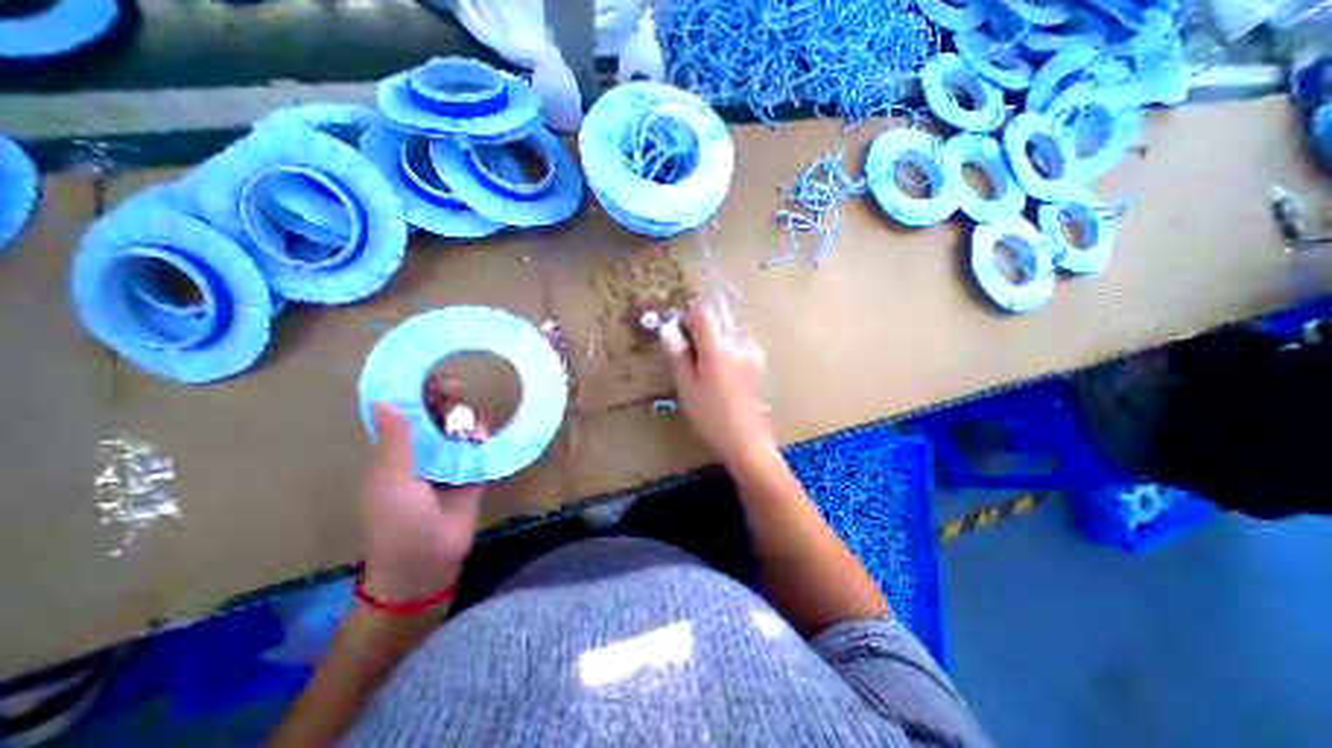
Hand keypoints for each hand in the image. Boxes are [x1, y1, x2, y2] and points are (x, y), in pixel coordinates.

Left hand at [363, 381, 490, 601]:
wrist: (428, 560)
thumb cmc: (399, 522)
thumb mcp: (391, 480)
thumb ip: (394, 442)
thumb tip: (385, 400)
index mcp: (397, 451)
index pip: (409, 412)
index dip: (422, 393)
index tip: (441, 381)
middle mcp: (424, 451)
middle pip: (438, 415)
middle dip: (449, 401)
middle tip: (461, 396)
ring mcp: (450, 462)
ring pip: (461, 428)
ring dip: (468, 419)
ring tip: (472, 425)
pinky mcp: (472, 472)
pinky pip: (480, 448)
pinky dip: (483, 437)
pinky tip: (484, 437)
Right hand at [660, 301, 775, 466]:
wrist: (747, 442)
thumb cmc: (711, 416)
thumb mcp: (687, 387)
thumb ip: (679, 355)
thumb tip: (669, 330)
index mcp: (717, 347)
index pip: (703, 313)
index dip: (687, 318)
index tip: (678, 336)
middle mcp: (737, 344)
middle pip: (716, 322)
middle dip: (698, 332)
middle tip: (687, 358)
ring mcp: (751, 355)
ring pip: (727, 335)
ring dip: (712, 342)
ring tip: (704, 370)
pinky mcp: (757, 366)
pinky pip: (738, 347)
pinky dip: (726, 352)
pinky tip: (721, 376)